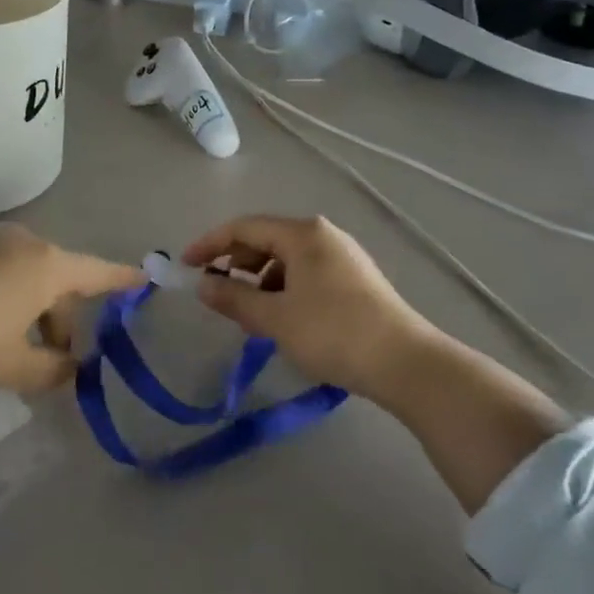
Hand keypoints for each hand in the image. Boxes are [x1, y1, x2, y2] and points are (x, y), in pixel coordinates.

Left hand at [0, 224, 139, 410]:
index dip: (120, 279)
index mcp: (44, 266)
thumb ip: (51, 371)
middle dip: (60, 316)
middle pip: (56, 276)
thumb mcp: (12, 367)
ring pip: (21, 268)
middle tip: (49, 359)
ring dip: (26, 302)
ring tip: (4, 342)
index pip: (95, 272)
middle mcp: (19, 239)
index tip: (143, 277)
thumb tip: (69, 369)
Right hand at [181, 215, 431, 399]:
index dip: (210, 244)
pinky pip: (306, 273)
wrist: (407, 365)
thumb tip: (202, 285)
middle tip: (216, 292)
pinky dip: (284, 290)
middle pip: (266, 240)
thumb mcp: (275, 318)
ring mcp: (342, 256)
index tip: (185, 265)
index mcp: (302, 234)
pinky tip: (282, 320)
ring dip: (260, 281)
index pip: (244, 228)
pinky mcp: (355, 279)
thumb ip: (234, 298)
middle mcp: (322, 235)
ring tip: (250, 315)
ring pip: (286, 260)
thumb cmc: (333, 333)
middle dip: (236, 264)